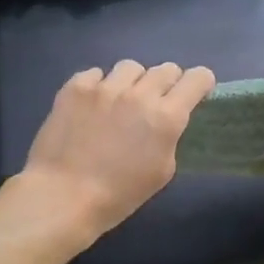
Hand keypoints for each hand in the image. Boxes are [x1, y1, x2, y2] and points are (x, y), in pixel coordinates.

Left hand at [15, 60, 216, 241]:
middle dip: (167, 84)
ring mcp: (105, 87)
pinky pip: (96, 73)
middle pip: (166, 69)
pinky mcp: (76, 87)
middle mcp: (139, 94)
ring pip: (131, 67)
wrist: (63, 196)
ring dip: (132, 82)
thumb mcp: (162, 172)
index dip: (199, 83)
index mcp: (166, 117)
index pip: (197, 78)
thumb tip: (164, 121)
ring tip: (119, 102)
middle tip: (154, 103)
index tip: (193, 94)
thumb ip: (169, 136)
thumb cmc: (118, 195)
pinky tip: (91, 106)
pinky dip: (98, 86)